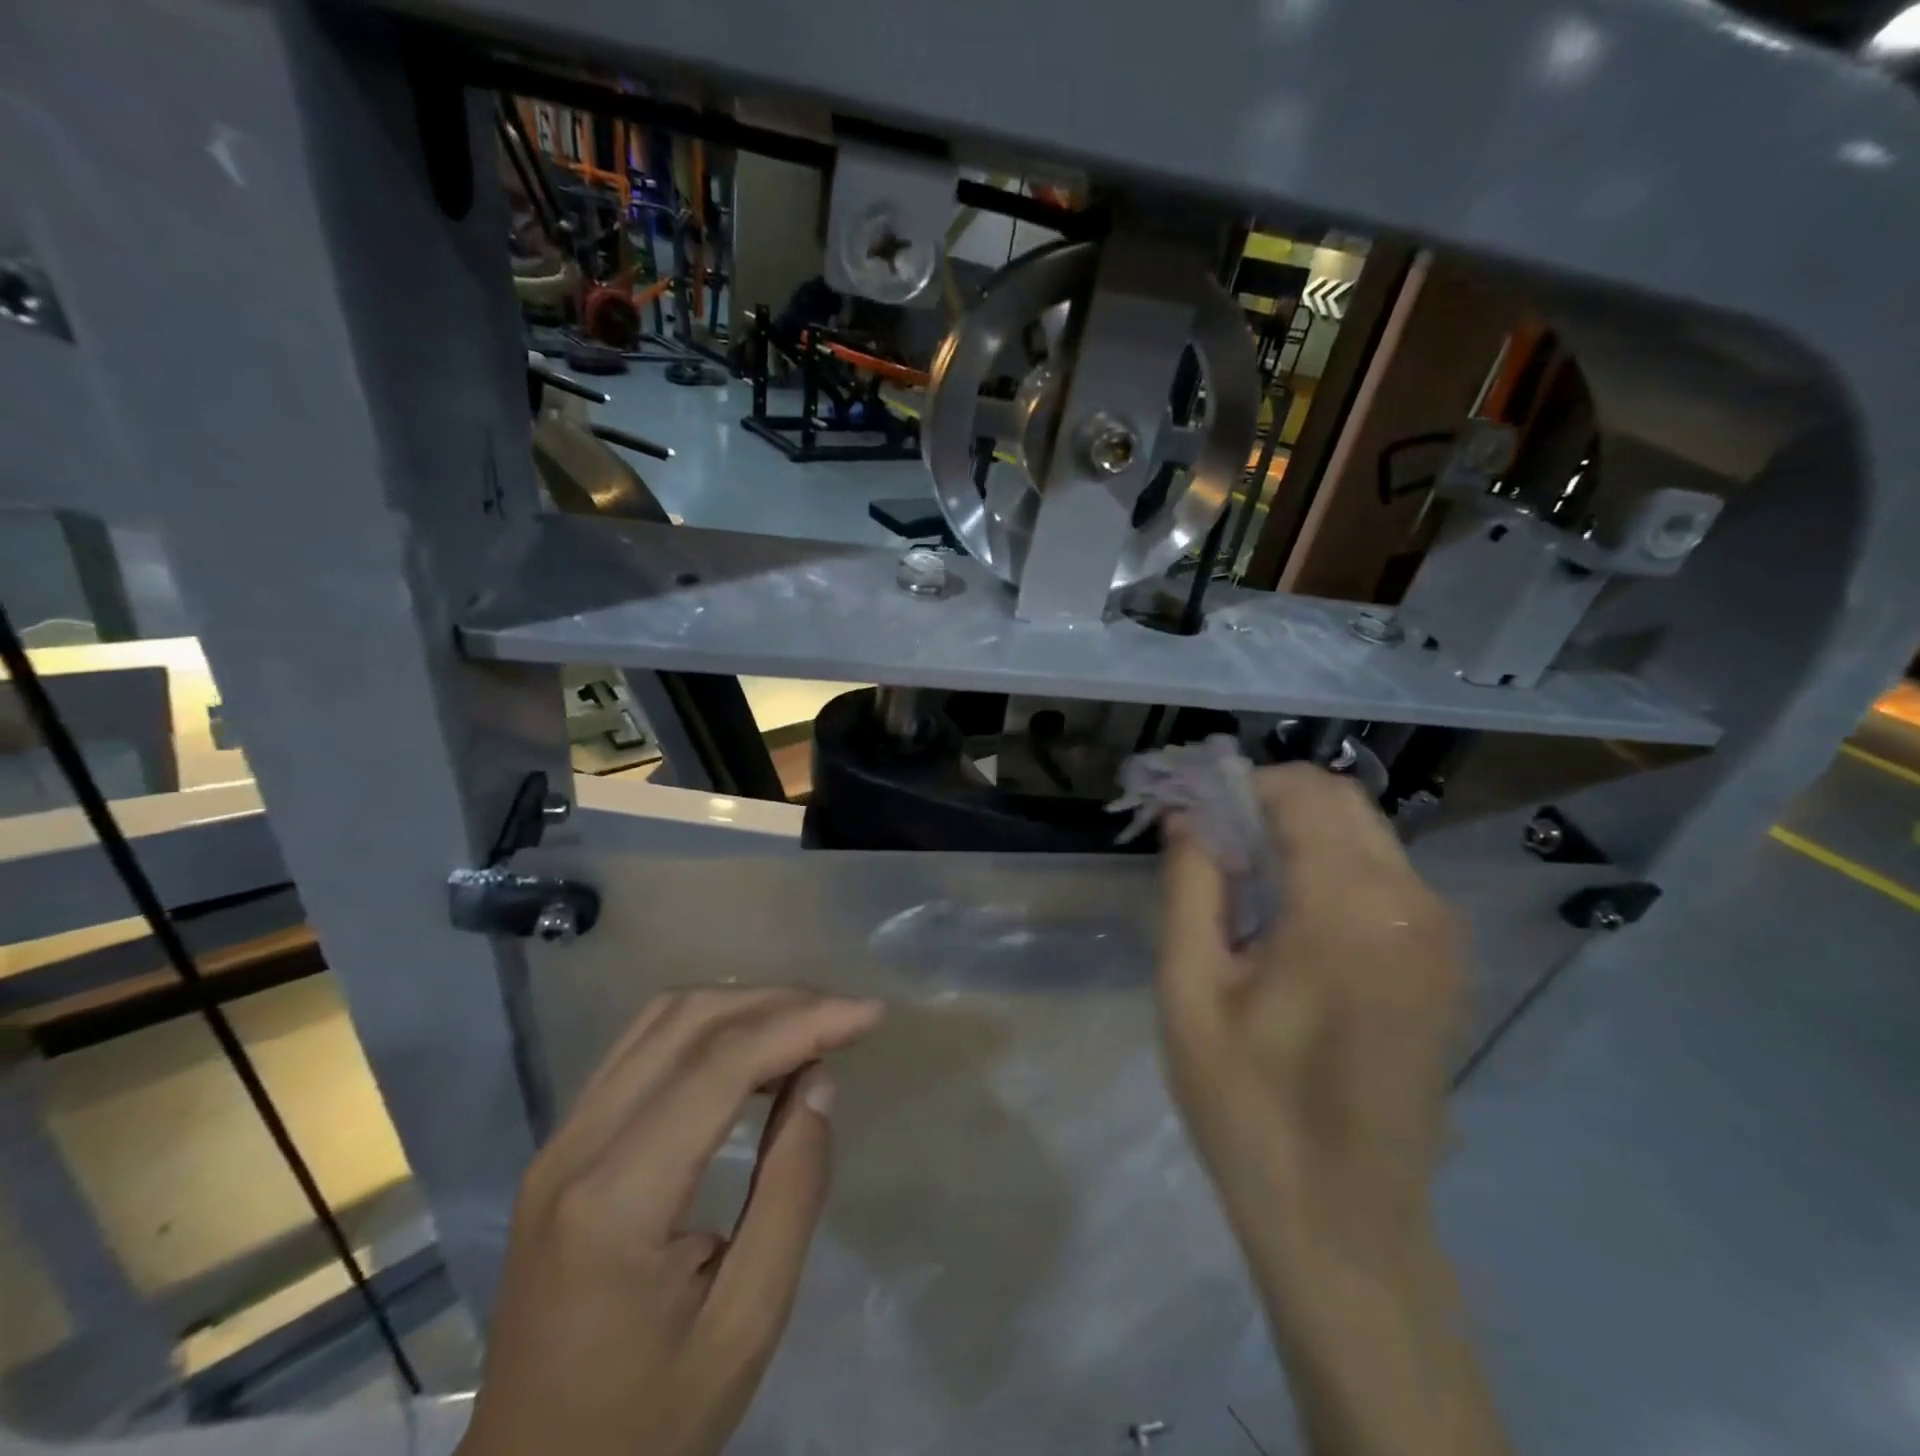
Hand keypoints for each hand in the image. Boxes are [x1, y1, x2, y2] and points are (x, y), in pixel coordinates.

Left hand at [458, 988, 885, 1455]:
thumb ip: (792, 1190)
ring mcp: (559, 1141)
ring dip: (742, 1005)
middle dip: (778, 1002)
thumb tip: (818, 1079)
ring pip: (660, 1020)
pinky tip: (750, 1047)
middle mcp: (575, 1148)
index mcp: (615, 1201)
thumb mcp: (747, 1323)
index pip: (720, 1065)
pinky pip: (640, 1048)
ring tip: (809, 1023)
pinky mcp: (561, 1146)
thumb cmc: (649, 1423)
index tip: (870, 1015)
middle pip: (687, 1022)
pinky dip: (706, 1027)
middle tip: (846, 1016)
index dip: (803, 1022)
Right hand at [1157, 762, 1464, 1258]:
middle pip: (1340, 801)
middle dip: (1268, 801)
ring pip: (1365, 834)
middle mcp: (1414, 903)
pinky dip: (1332, 866)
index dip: (1238, 785)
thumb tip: (1186, 815)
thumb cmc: (1249, 1104)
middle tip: (1208, 840)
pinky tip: (1286, 918)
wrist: (1344, 1221)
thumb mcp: (1191, 989)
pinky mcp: (1445, 964)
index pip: (1300, 791)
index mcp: (1350, 907)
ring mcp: (1442, 935)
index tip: (1190, 812)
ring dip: (1299, 833)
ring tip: (1239, 881)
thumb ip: (1191, 885)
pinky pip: (1385, 877)